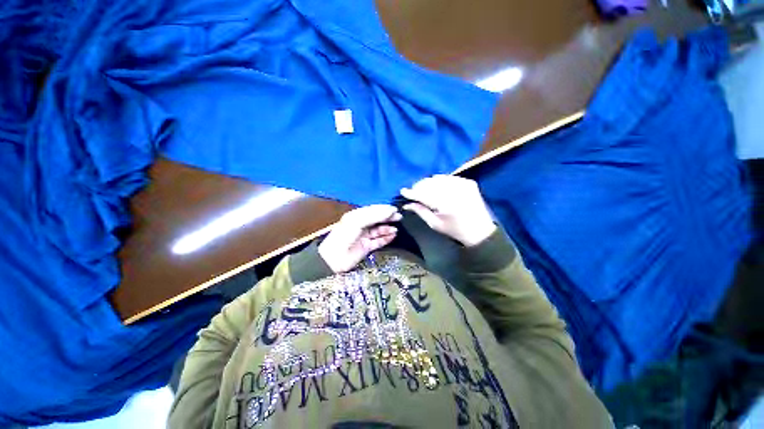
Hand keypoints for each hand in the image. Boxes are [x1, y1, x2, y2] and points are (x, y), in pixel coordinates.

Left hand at [318, 205, 401, 272]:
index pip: (373, 210)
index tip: (395, 209)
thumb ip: (374, 215)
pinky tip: (393, 236)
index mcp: (356, 216)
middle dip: (388, 218)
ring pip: (379, 230)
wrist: (334, 258)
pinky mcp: (367, 247)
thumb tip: (390, 210)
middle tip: (399, 217)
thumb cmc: (344, 236)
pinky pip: (379, 241)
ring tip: (396, 229)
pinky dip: (386, 238)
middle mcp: (361, 225)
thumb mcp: (358, 221)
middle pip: (377, 219)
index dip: (384, 209)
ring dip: (387, 229)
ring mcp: (364, 236)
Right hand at [401, 175, 495, 246]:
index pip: (423, 194)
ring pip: (437, 178)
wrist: (480, 230)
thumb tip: (407, 204)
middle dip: (419, 186)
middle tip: (414, 192)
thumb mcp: (435, 224)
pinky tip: (438, 188)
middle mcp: (454, 191)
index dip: (411, 192)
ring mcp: (462, 184)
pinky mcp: (468, 182)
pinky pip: (448, 177)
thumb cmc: (455, 230)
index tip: (403, 191)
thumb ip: (420, 211)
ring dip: (428, 183)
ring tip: (425, 189)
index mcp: (445, 204)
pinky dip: (440, 181)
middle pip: (429, 183)